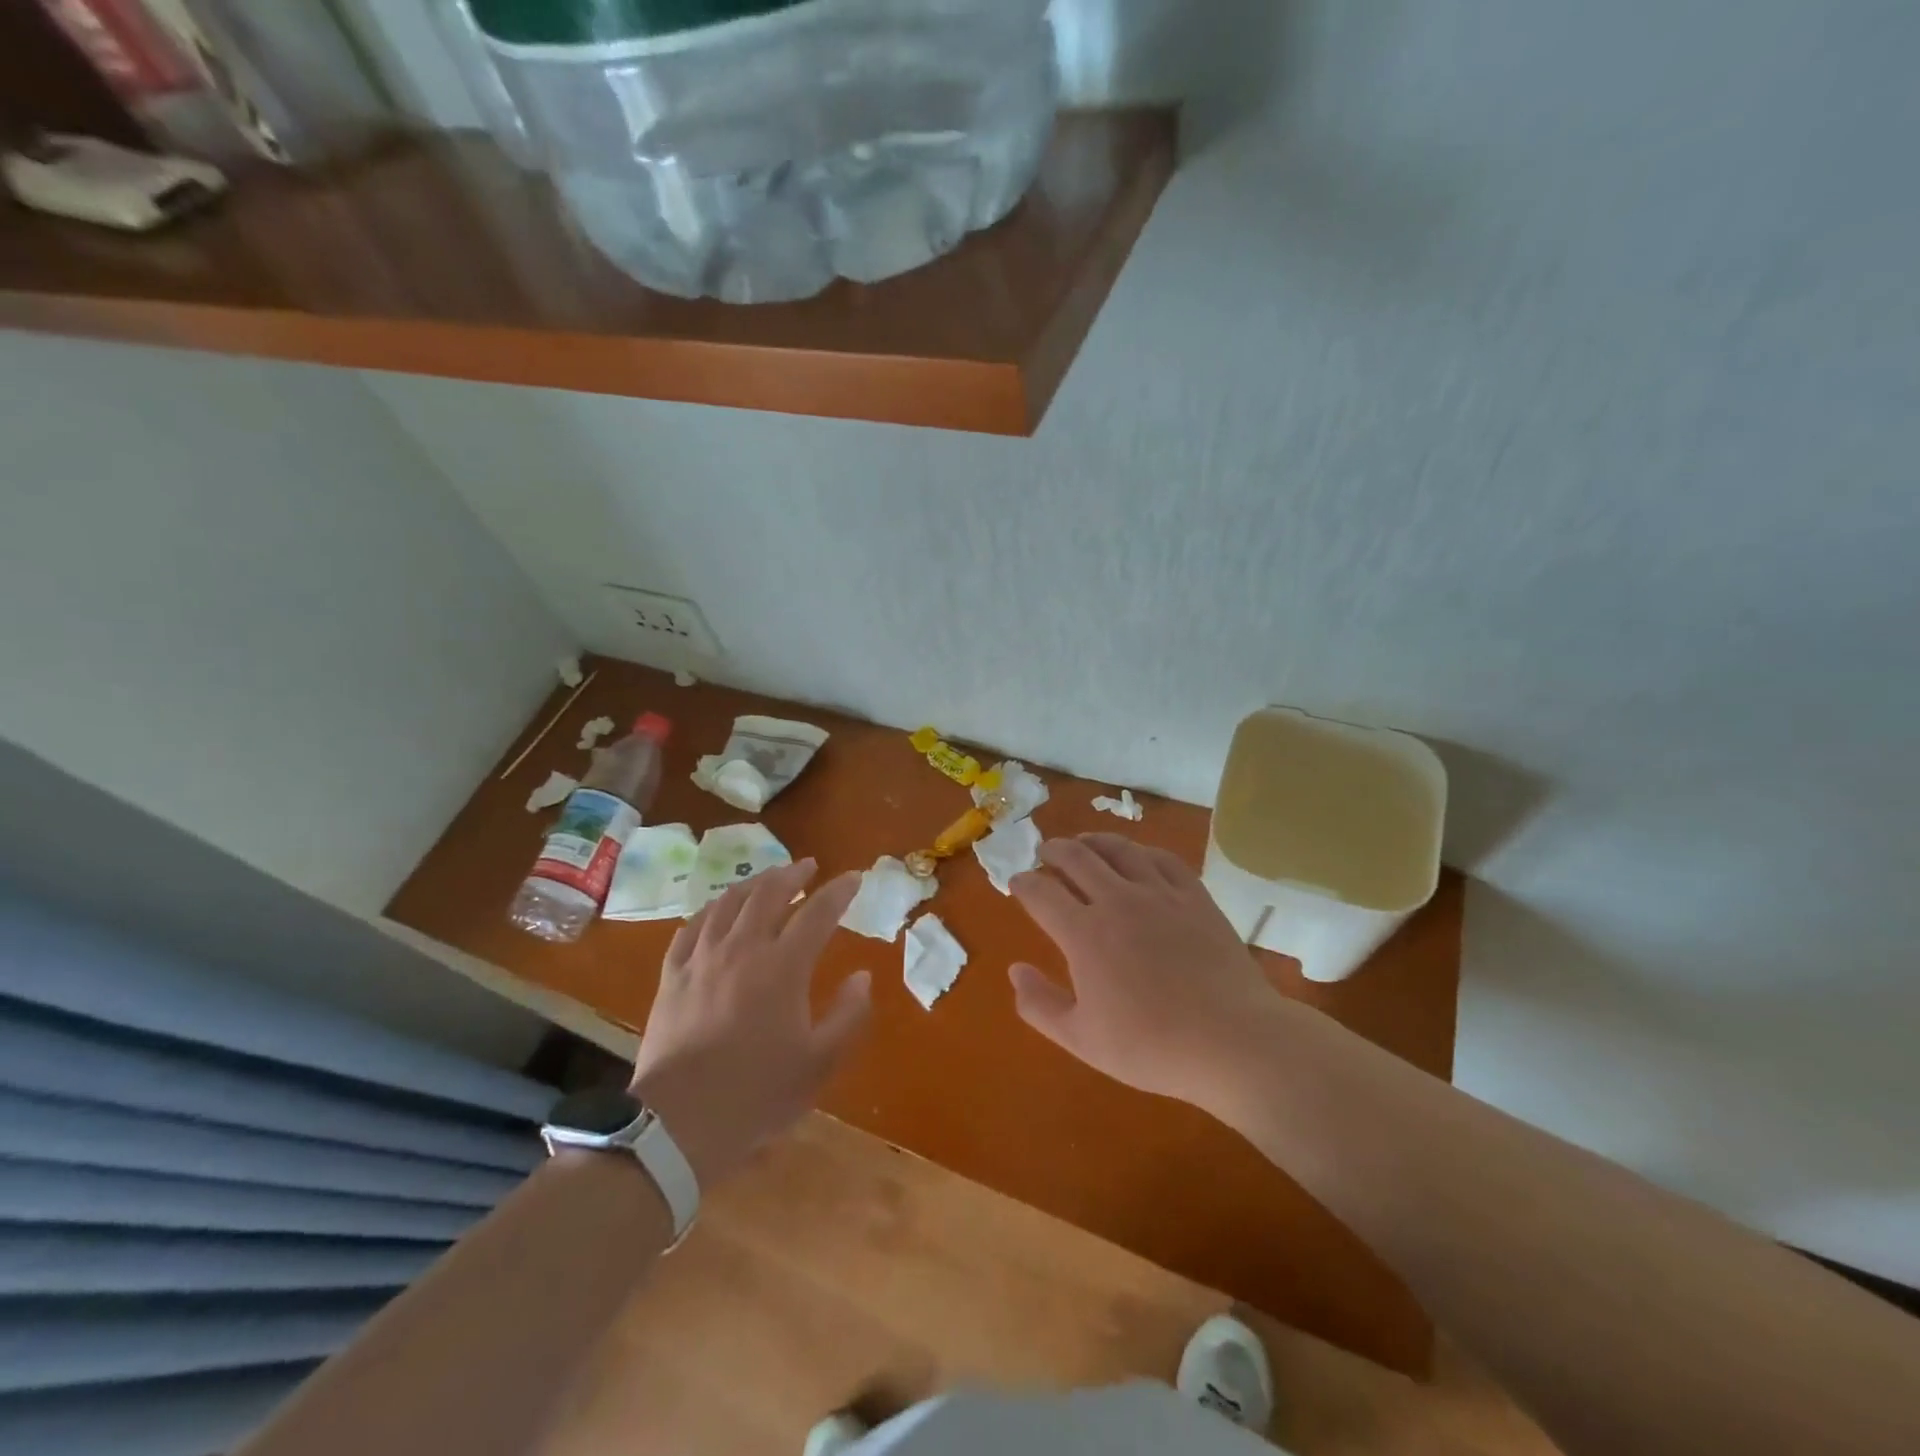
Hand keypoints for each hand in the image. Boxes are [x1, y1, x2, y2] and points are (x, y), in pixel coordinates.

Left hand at [630, 860, 868, 1187]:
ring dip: (753, 884)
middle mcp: (743, 949)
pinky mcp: (672, 976)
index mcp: (783, 967)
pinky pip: (691, 927)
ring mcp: (702, 959)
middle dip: (793, 874)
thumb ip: (848, 1015)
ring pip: (728, 903)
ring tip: (767, 879)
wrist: (678, 1124)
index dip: (839, 892)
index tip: (854, 877)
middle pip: (769, 894)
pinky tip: (716, 911)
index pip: (818, 913)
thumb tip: (862, 977)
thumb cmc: (757, 1093)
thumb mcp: (819, 1063)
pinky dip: (711, 910)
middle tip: (808, 866)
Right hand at [1008, 834, 1287, 1108]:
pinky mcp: (1194, 896)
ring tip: (1083, 843)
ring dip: (1092, 841)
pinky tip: (1137, 856)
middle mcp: (1117, 900)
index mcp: (1083, 933)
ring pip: (1118, 849)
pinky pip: (1162, 858)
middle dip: (1053, 851)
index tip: (1017, 883)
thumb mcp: (1082, 1039)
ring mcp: (1159, 893)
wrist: (1232, 1041)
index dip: (1023, 883)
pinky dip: (1140, 851)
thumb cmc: (1152, 1046)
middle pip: (1076, 857)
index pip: (1041, 893)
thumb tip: (1015, 970)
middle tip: (1045, 853)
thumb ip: (1040, 1005)